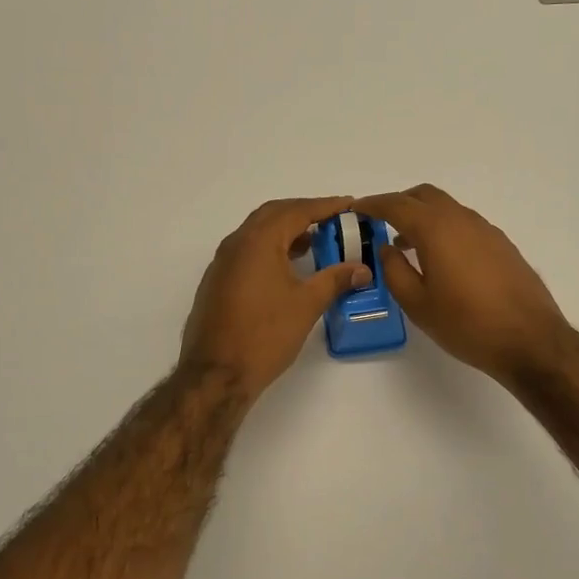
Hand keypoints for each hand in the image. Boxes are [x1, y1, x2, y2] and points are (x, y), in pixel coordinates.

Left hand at [181, 196, 372, 399]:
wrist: (216, 374)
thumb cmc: (265, 335)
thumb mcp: (307, 304)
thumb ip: (336, 280)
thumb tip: (362, 269)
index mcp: (258, 241)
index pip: (297, 211)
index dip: (326, 206)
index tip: (349, 204)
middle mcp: (236, 243)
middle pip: (274, 214)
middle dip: (304, 213)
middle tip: (333, 220)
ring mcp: (222, 262)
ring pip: (258, 232)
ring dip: (286, 231)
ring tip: (315, 243)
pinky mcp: (217, 281)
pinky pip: (247, 250)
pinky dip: (271, 248)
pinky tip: (287, 267)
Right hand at [354, 185, 572, 383]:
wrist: (531, 340)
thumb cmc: (467, 324)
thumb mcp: (418, 304)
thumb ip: (394, 271)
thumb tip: (387, 248)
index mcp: (436, 229)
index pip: (397, 205)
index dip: (373, 204)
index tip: (356, 209)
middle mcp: (462, 220)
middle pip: (425, 196)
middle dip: (399, 203)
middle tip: (381, 222)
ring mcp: (486, 230)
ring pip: (447, 209)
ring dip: (424, 217)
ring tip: (407, 246)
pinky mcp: (502, 245)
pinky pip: (464, 224)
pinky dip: (445, 229)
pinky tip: (441, 260)